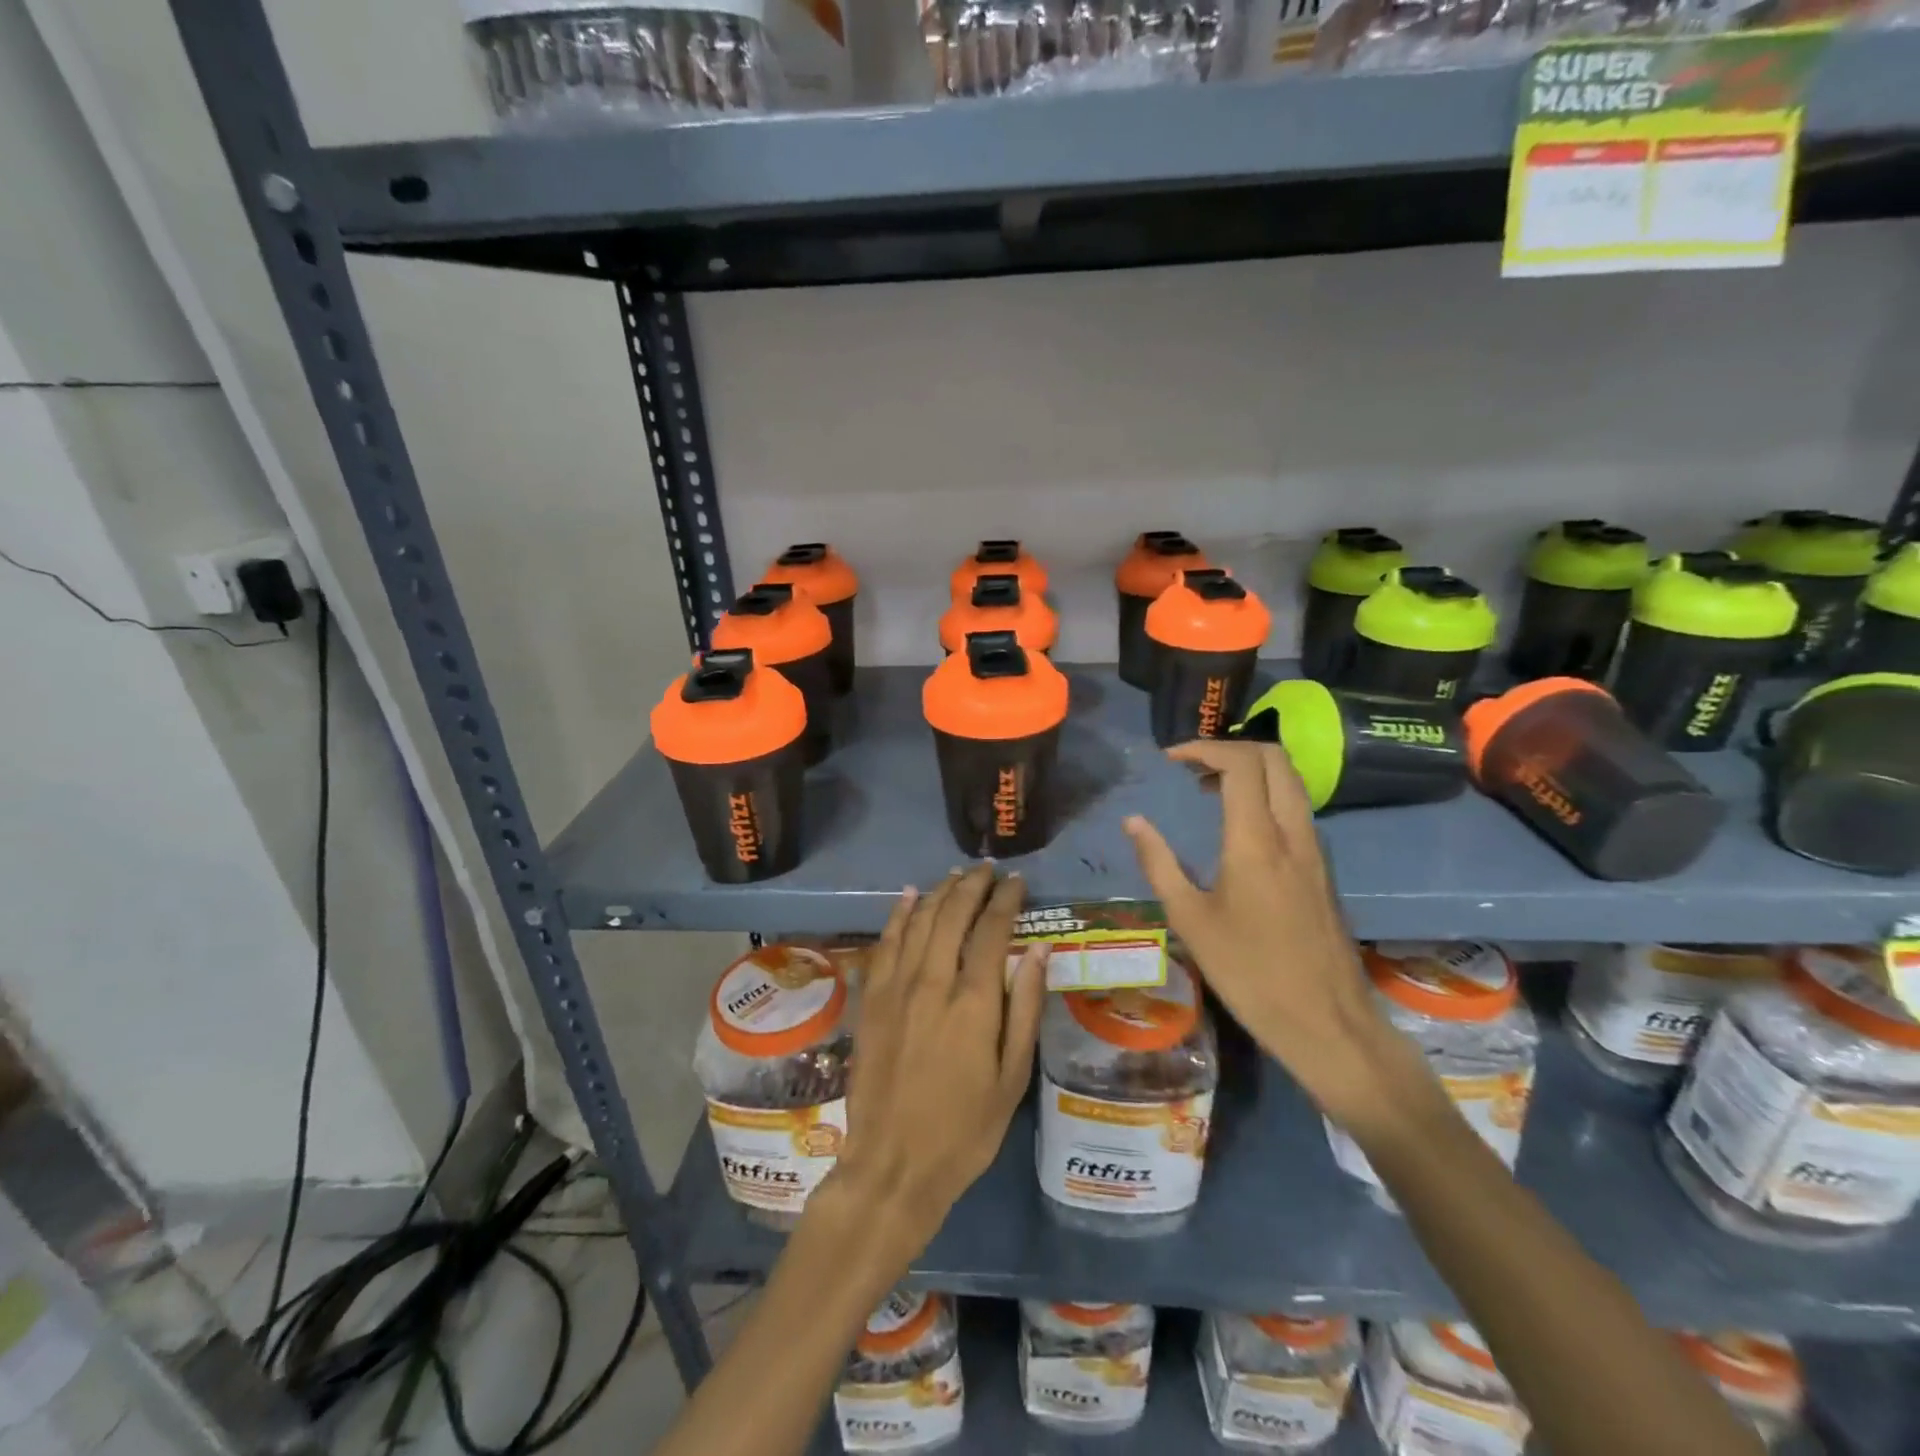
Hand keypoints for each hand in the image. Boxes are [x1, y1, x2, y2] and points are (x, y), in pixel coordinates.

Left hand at [819, 866, 1047, 1265]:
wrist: (892, 1165)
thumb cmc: (964, 1130)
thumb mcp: (1011, 1078)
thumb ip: (1024, 1009)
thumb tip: (1038, 950)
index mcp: (973, 1002)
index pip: (992, 930)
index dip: (1006, 900)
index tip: (1018, 881)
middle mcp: (932, 982)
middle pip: (952, 915)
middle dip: (973, 885)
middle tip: (989, 870)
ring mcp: (895, 988)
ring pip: (918, 921)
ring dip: (939, 892)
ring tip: (957, 875)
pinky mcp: (871, 999)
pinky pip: (886, 943)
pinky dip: (899, 914)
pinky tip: (908, 896)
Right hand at [1123, 740, 1422, 1130]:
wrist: (1327, 1022)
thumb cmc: (1249, 973)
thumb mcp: (1190, 920)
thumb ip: (1159, 863)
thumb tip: (1133, 822)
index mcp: (1256, 841)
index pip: (1240, 763)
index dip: (1203, 748)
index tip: (1171, 759)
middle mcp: (1292, 833)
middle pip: (1275, 757)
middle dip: (1231, 748)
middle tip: (1191, 767)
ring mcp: (1314, 849)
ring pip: (1291, 781)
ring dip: (1252, 770)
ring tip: (1208, 791)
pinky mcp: (1323, 868)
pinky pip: (1297, 808)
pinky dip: (1267, 794)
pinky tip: (1239, 826)